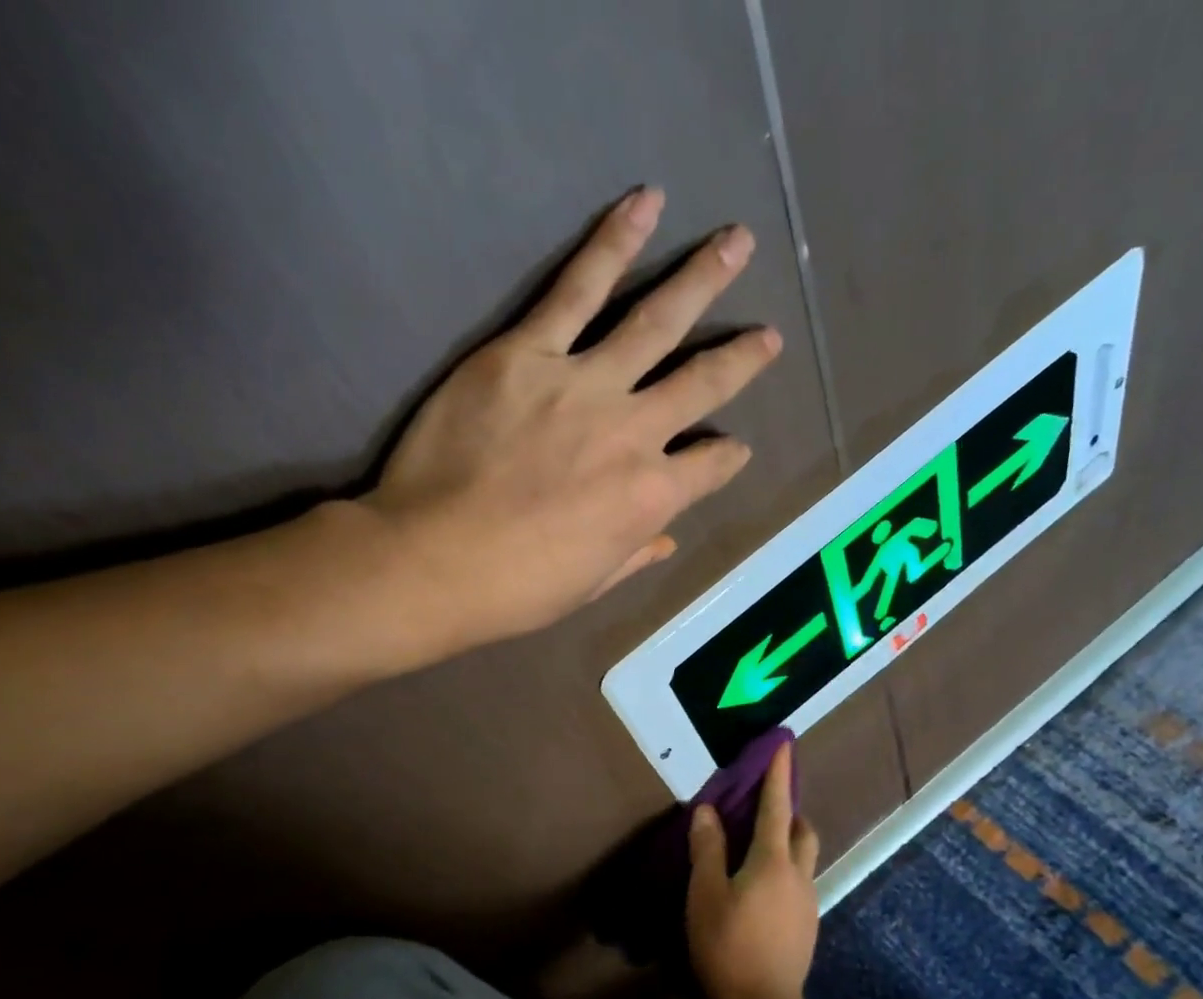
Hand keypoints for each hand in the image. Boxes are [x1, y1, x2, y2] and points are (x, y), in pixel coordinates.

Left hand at [359, 186, 781, 654]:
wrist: (433, 562)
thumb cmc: (516, 589)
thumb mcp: (590, 586)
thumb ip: (635, 554)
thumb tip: (666, 540)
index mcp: (651, 498)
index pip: (711, 467)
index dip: (728, 457)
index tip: (735, 448)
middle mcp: (634, 433)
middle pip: (701, 383)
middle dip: (741, 357)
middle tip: (769, 334)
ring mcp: (584, 384)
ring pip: (655, 321)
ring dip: (701, 279)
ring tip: (736, 243)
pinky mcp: (527, 351)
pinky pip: (578, 287)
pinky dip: (614, 243)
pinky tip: (644, 205)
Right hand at [686, 740, 820, 998]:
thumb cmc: (727, 944)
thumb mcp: (706, 893)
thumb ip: (708, 849)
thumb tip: (709, 810)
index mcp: (773, 860)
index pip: (777, 806)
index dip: (779, 775)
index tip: (785, 746)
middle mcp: (799, 874)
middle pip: (802, 830)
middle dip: (789, 810)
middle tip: (766, 806)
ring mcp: (807, 901)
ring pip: (804, 858)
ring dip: (788, 842)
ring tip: (759, 849)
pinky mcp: (807, 925)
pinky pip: (799, 883)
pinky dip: (785, 870)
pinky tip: (762, 890)